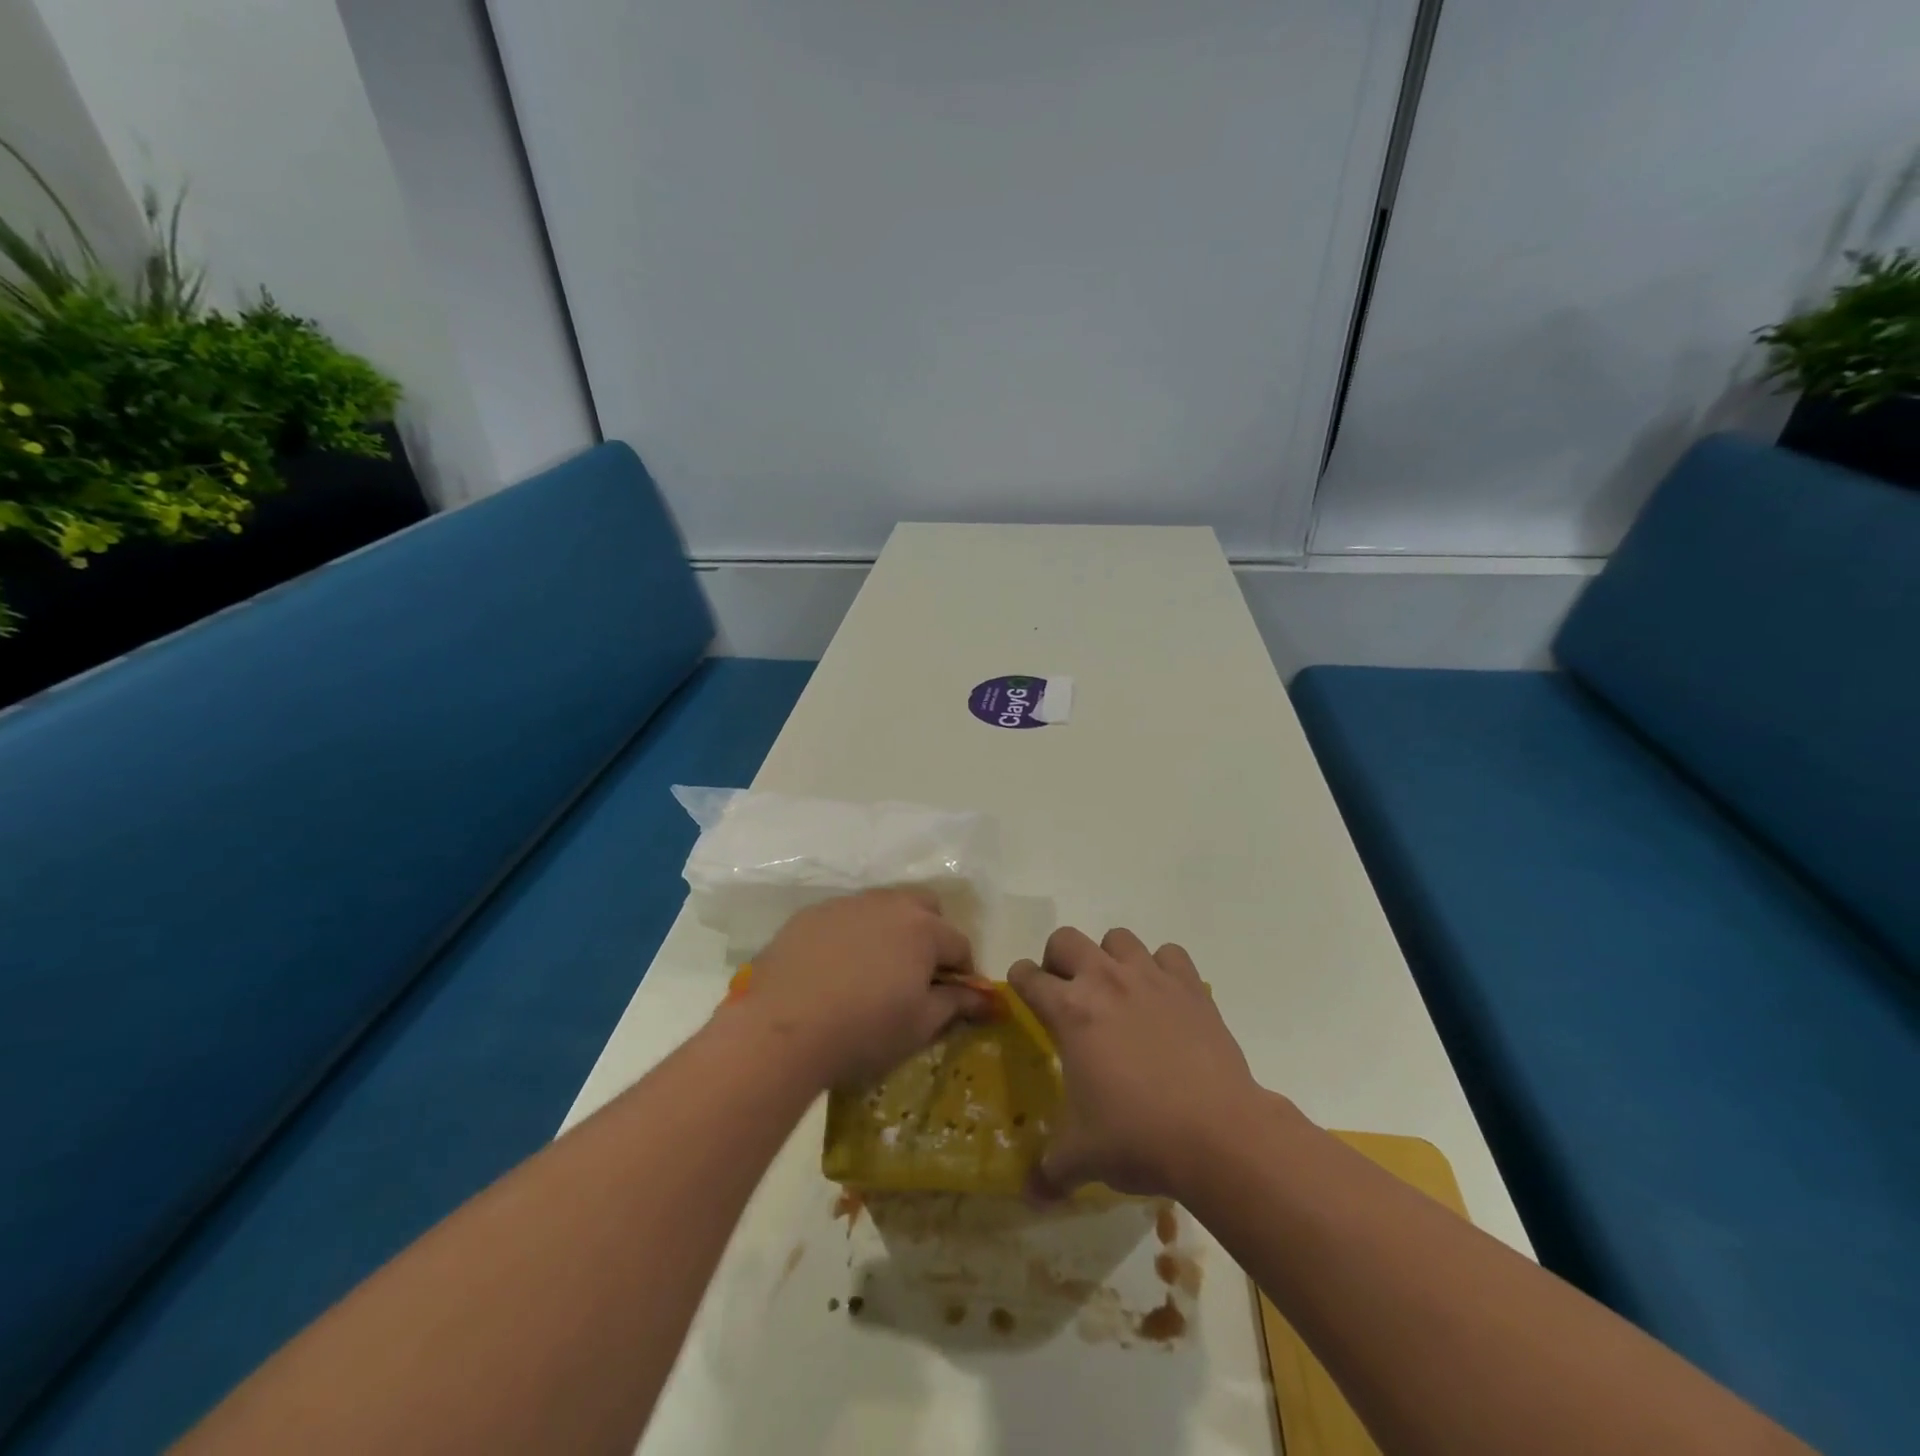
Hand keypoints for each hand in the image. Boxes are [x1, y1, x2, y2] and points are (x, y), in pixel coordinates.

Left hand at [739, 889, 983, 1088]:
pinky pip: (844, 918)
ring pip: (882, 908)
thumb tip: (986, 1000)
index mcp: (923, 929)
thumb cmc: (864, 1029)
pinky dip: (851, 936)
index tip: (954, 998)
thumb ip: (956, 1004)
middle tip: (917, 975)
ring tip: (874, 971)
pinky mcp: (810, 915)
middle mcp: (888, 904)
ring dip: (890, 931)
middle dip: (931, 935)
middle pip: (924, 908)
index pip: (959, 943)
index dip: (963, 972)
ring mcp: (846, 905)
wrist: (782, 1029)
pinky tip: (835, 970)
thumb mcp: (919, 1025)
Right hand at [1010, 927, 1260, 1202]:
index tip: (1022, 992)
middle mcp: (1105, 980)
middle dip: (1057, 959)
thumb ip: (1050, 1170)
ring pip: (1118, 938)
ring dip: (1110, 957)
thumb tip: (1030, 1196)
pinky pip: (1170, 954)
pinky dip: (1162, 967)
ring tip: (1116, 990)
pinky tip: (1164, 997)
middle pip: (1066, 939)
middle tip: (1066, 991)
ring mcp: (1150, 978)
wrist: (1218, 1134)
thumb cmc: (1137, 1137)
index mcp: (1069, 1011)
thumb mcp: (1082, 1156)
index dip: (1019, 981)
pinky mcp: (1191, 986)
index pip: (1028, 977)